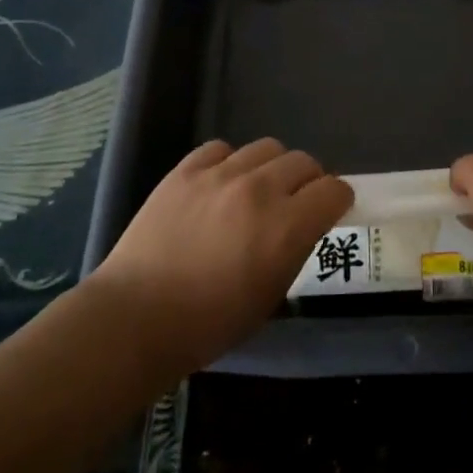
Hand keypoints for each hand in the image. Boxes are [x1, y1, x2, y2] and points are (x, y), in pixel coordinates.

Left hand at [88, 139, 353, 376]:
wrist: (136, 318)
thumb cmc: (210, 324)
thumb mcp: (271, 296)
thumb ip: (294, 250)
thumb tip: (301, 227)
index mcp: (287, 227)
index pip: (334, 190)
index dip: (337, 201)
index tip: (329, 213)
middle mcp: (260, 190)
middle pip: (304, 162)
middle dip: (308, 182)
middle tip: (294, 204)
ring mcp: (220, 175)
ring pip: (267, 148)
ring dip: (272, 168)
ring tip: (256, 190)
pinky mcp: (185, 171)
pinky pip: (221, 149)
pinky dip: (229, 163)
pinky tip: (219, 185)